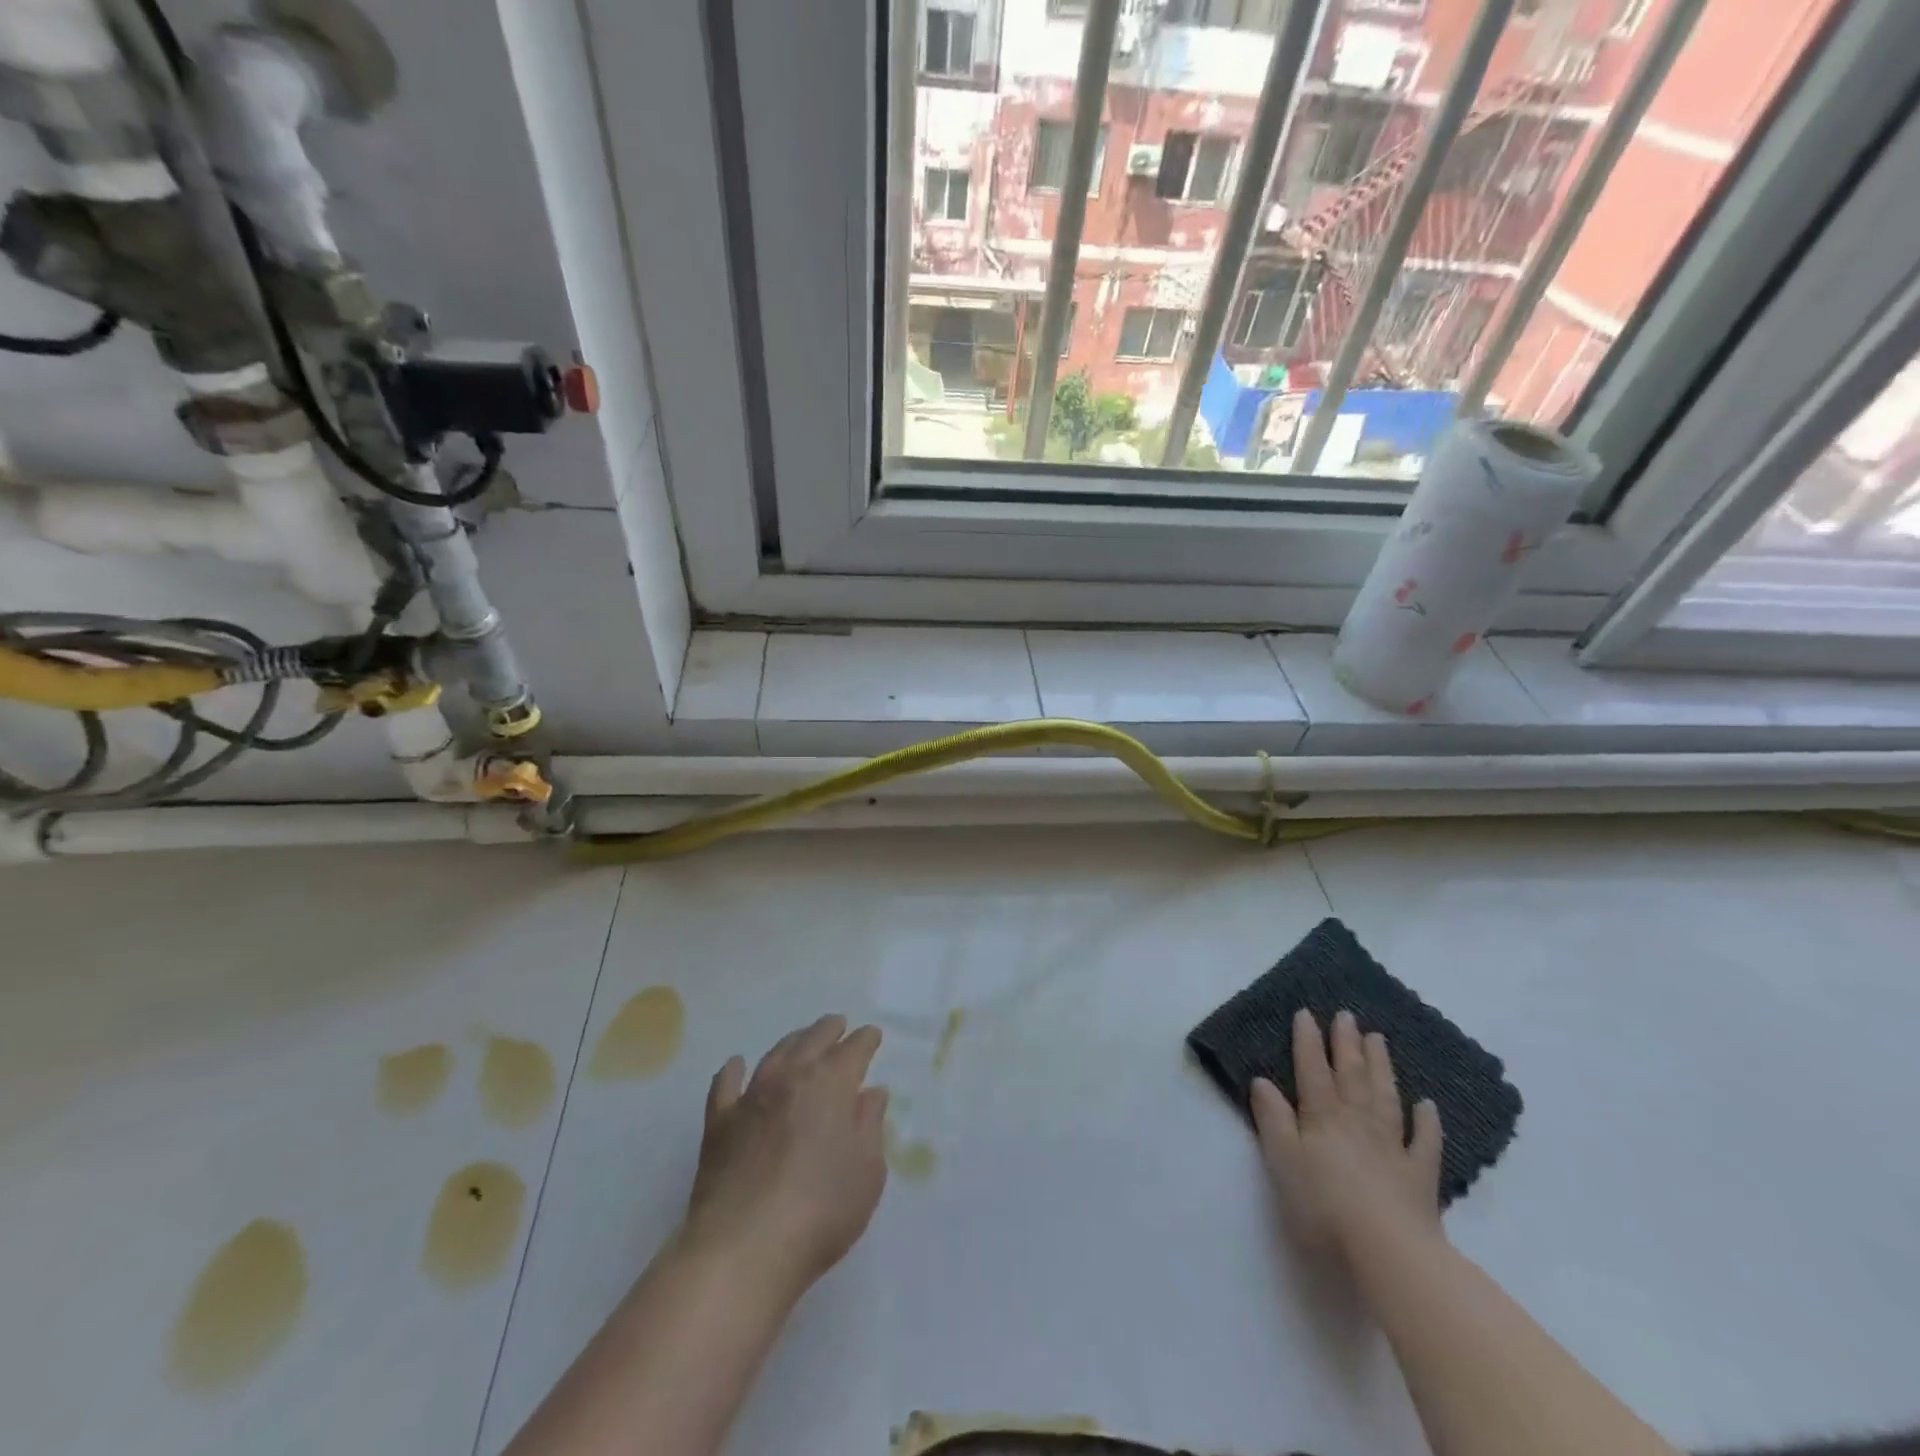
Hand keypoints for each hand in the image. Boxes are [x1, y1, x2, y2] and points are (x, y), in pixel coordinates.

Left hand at [681, 1015, 888, 1303]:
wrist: (744, 1248)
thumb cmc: (820, 1210)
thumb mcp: (867, 1172)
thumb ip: (870, 1126)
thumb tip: (871, 1093)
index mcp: (830, 1084)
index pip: (853, 1051)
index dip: (865, 1041)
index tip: (872, 1036)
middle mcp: (790, 1079)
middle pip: (812, 1041)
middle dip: (829, 1030)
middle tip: (838, 1025)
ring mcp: (751, 1098)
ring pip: (774, 1055)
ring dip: (792, 1042)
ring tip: (801, 1038)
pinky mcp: (719, 1125)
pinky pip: (725, 1086)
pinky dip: (732, 1071)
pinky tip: (736, 1065)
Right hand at [1250, 1008, 1444, 1266]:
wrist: (1388, 1254)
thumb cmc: (1323, 1207)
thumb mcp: (1282, 1161)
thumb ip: (1273, 1119)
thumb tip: (1262, 1081)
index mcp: (1322, 1117)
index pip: (1312, 1070)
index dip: (1308, 1041)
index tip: (1306, 1013)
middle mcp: (1357, 1122)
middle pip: (1351, 1075)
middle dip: (1346, 1043)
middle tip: (1347, 1015)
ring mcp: (1392, 1147)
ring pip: (1385, 1097)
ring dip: (1380, 1067)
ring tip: (1378, 1039)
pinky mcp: (1420, 1178)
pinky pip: (1425, 1142)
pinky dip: (1426, 1122)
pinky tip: (1427, 1105)